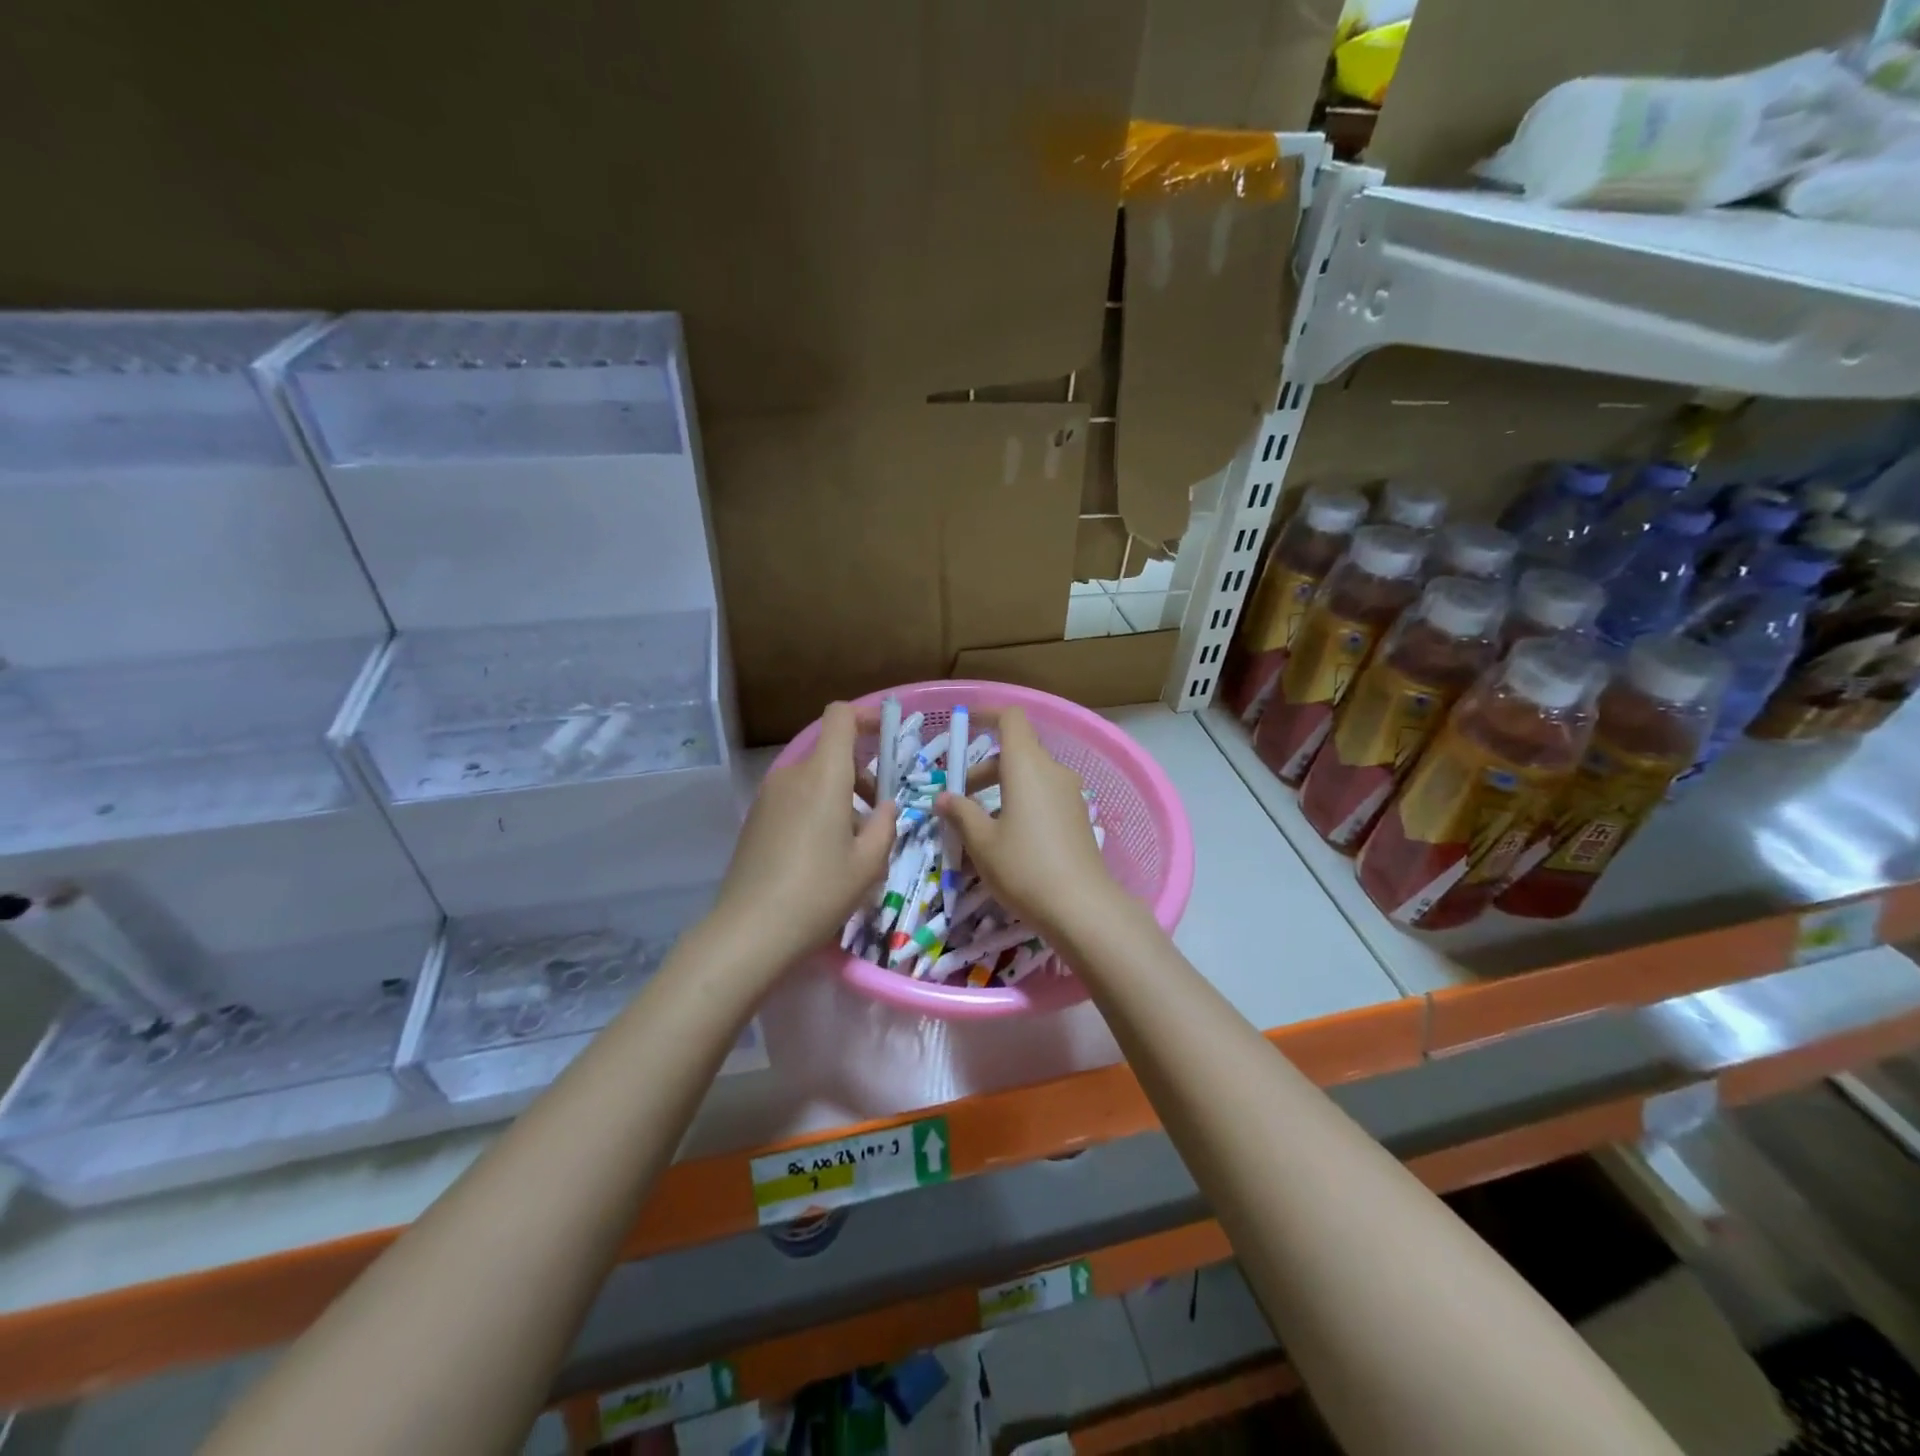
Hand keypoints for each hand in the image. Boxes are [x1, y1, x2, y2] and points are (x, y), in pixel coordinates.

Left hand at [713, 702, 894, 969]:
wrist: (750, 930)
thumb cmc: (819, 892)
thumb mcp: (868, 863)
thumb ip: (886, 825)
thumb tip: (887, 806)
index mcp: (823, 775)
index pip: (840, 716)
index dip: (865, 716)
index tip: (886, 735)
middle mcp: (792, 774)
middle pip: (829, 752)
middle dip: (859, 771)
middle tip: (878, 812)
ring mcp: (768, 796)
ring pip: (812, 777)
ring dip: (838, 794)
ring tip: (851, 842)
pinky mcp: (755, 818)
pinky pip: (793, 797)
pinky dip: (815, 808)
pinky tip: (821, 853)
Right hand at [935, 707, 1123, 941]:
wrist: (1082, 908)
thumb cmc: (1024, 867)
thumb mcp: (982, 842)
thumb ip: (961, 813)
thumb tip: (944, 797)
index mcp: (1027, 766)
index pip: (1011, 719)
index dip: (987, 714)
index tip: (964, 725)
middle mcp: (1052, 771)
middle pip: (1016, 752)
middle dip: (984, 770)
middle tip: (958, 800)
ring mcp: (1070, 794)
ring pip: (1030, 776)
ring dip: (1001, 789)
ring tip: (978, 825)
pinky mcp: (1078, 816)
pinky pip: (1044, 796)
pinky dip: (1021, 803)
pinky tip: (1007, 839)